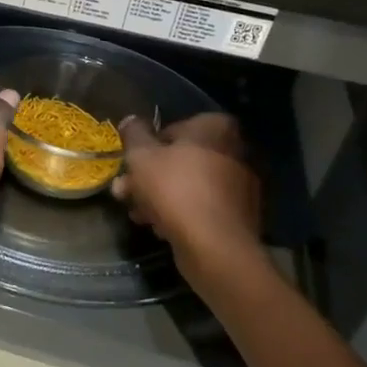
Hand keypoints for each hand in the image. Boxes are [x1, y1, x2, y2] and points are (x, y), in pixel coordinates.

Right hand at [112, 113, 263, 273]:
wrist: (215, 246)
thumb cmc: (175, 190)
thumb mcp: (141, 156)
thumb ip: (134, 134)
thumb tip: (131, 120)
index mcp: (214, 128)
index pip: (172, 128)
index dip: (146, 148)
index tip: (130, 166)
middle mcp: (235, 151)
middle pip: (180, 160)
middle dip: (148, 177)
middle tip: (125, 193)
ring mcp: (241, 185)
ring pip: (189, 185)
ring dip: (160, 197)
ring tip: (138, 215)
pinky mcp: (240, 215)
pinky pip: (202, 206)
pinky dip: (182, 213)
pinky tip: (161, 228)